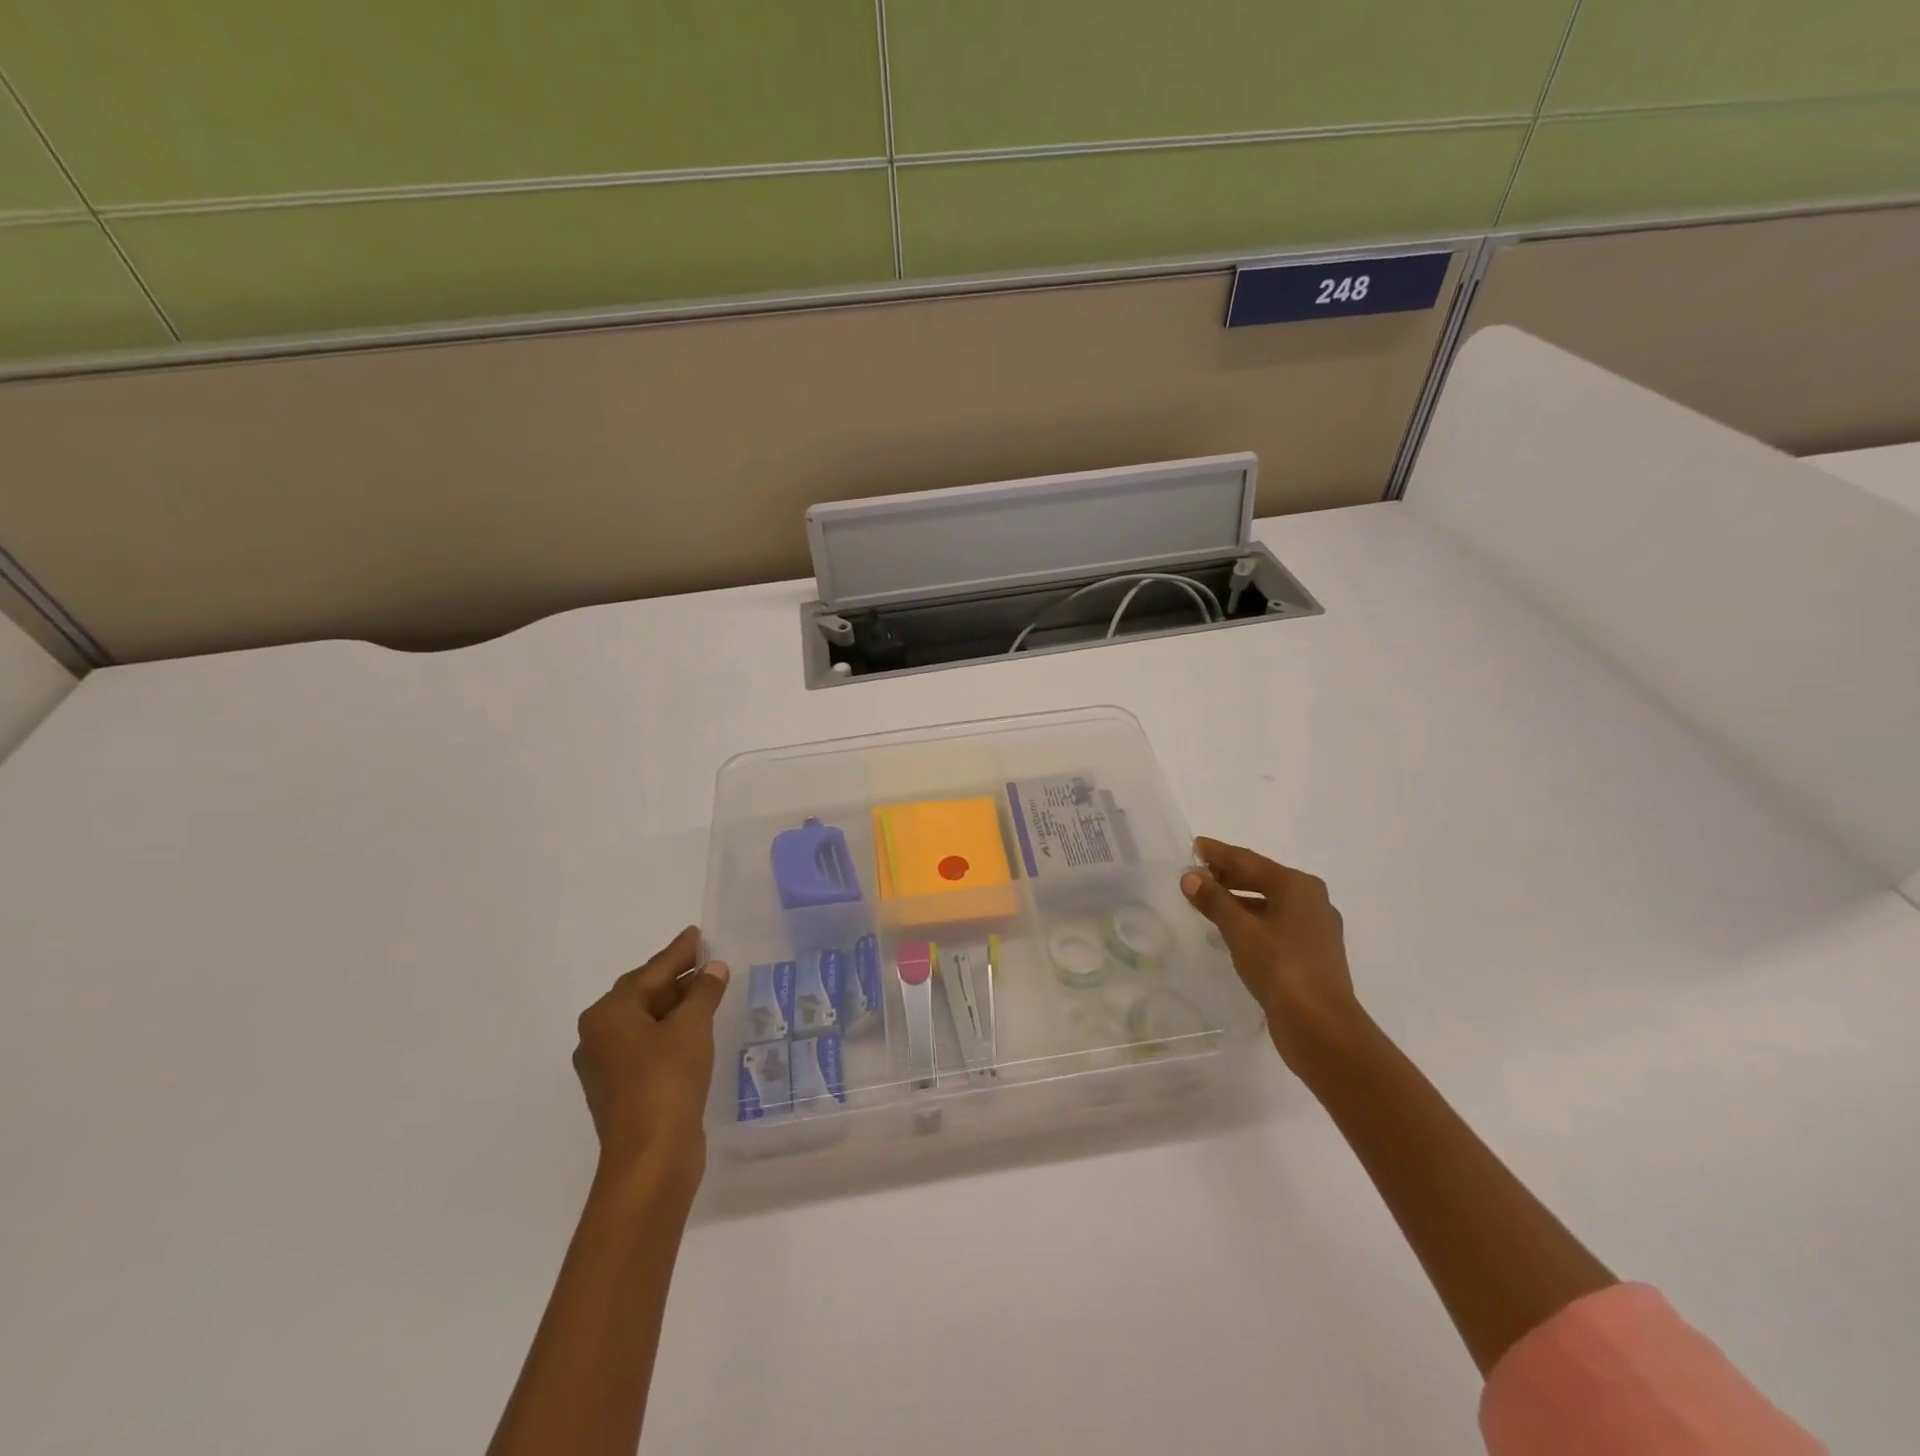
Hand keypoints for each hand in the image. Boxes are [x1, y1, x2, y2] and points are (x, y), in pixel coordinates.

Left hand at [573, 926, 728, 1184]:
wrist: (650, 1158)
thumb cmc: (667, 1080)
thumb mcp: (691, 1027)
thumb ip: (703, 992)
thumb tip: (713, 968)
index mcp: (608, 1014)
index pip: (651, 971)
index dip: (678, 952)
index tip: (697, 933)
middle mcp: (599, 1036)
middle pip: (643, 994)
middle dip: (676, 977)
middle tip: (707, 959)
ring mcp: (608, 1067)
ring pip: (646, 1022)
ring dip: (676, 1005)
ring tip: (709, 990)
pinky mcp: (623, 1091)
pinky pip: (649, 1046)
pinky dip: (672, 1032)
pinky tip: (697, 1029)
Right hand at [1180, 838, 1369, 1074]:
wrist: (1321, 1027)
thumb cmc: (1281, 968)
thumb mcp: (1240, 930)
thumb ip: (1214, 900)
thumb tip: (1190, 876)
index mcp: (1297, 886)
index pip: (1249, 860)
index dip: (1218, 853)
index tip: (1194, 845)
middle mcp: (1311, 901)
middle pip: (1261, 879)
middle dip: (1227, 875)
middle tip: (1195, 872)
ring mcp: (1314, 929)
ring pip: (1268, 903)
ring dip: (1237, 899)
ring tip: (1206, 900)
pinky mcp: (1310, 954)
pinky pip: (1273, 924)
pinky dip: (1250, 920)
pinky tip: (1230, 930)